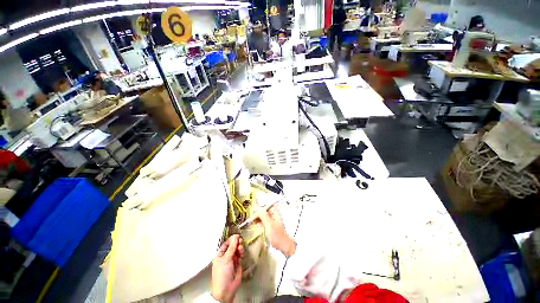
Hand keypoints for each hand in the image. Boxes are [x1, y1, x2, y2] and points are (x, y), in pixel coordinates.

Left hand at [211, 235, 244, 302]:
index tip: (237, 235)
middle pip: (233, 245)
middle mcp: (226, 256)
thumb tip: (236, 236)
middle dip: (236, 242)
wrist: (226, 289)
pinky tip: (241, 251)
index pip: (226, 243)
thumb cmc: (222, 273)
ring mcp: (232, 259)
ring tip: (240, 246)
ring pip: (237, 249)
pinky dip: (241, 251)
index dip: (231, 239)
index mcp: (220, 254)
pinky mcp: (238, 263)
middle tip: (240, 240)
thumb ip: (232, 247)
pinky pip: (240, 254)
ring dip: (239, 246)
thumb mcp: (226, 259)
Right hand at [258, 206, 295, 256]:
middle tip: (252, 218)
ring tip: (253, 221)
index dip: (260, 208)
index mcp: (275, 212)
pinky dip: (261, 222)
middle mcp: (274, 215)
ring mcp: (273, 220)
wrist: (283, 245)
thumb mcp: (269, 224)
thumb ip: (264, 216)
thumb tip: (259, 208)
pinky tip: (257, 224)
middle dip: (258, 213)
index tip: (254, 212)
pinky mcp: (272, 226)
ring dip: (259, 218)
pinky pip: (265, 221)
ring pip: (264, 216)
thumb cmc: (276, 234)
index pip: (266, 206)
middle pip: (265, 211)